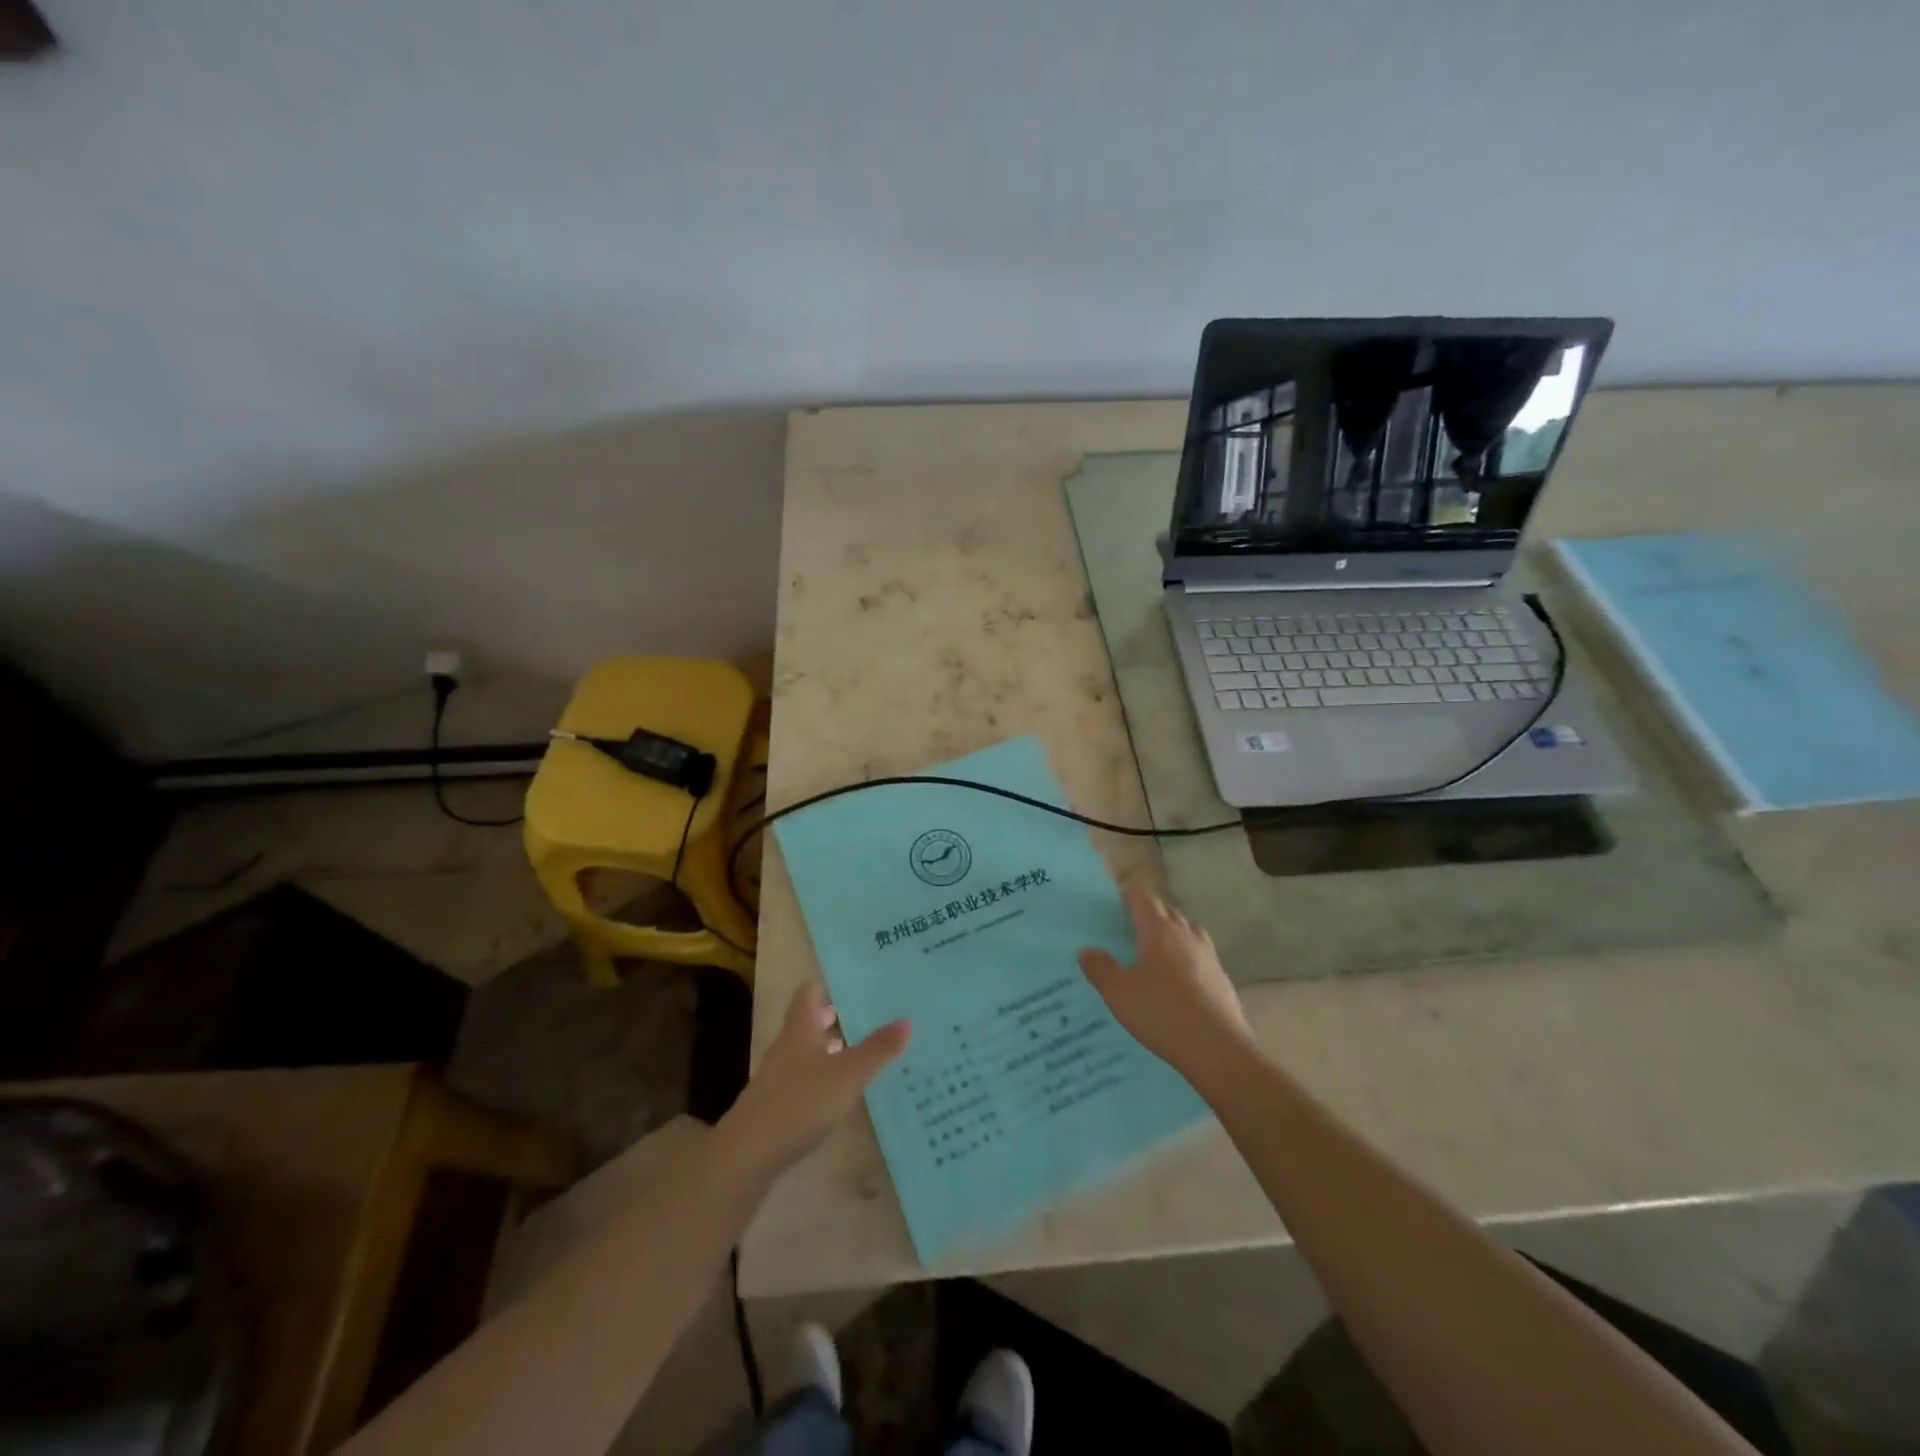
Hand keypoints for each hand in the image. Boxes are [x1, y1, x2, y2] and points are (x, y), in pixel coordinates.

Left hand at [718, 982, 909, 1180]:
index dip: (828, 985)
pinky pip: (807, 1077)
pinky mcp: (778, 1104)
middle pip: (810, 1021)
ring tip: (865, 1050)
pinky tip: (845, 1089)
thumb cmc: (799, 1103)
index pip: (809, 993)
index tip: (856, 983)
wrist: (748, 1155)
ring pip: (809, 1051)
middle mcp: (788, 1046)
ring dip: (833, 1047)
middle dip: (837, 1017)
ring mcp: (780, 1076)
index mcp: (800, 1029)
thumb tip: (907, 1020)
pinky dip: (826, 1075)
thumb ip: (877, 1049)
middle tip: (871, 1014)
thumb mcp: (847, 1075)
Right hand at [1078, 883, 1252, 1076]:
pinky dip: (1185, 956)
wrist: (1218, 1050)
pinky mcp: (1221, 978)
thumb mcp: (1119, 994)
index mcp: (1160, 931)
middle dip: (1147, 914)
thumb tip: (1087, 951)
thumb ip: (1100, 969)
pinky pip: (1199, 954)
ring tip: (1153, 949)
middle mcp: (1187, 935)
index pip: (1143, 899)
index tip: (1114, 901)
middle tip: (1127, 927)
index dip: (1128, 895)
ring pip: (1186, 931)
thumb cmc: (1163, 1014)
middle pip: (1166, 911)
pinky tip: (1176, 978)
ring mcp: (1208, 956)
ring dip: (1170, 933)